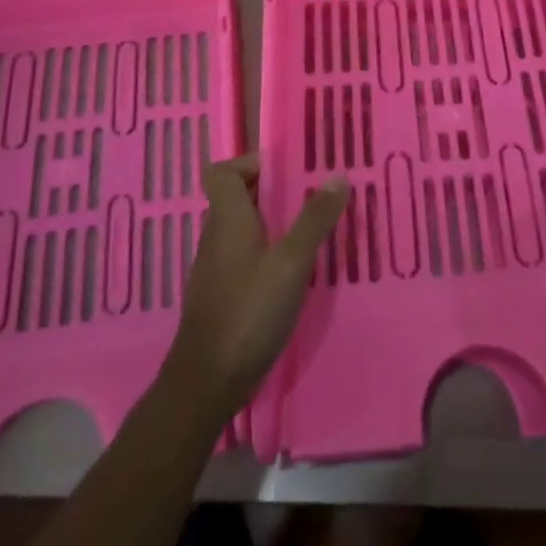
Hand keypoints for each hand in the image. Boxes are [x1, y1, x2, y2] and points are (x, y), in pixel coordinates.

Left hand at [164, 157, 349, 416]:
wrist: (207, 382)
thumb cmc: (249, 312)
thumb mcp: (291, 263)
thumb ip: (314, 219)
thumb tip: (338, 175)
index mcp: (227, 219)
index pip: (221, 172)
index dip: (249, 163)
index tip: (286, 170)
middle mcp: (216, 237)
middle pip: (235, 197)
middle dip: (271, 191)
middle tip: (311, 196)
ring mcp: (214, 268)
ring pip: (241, 228)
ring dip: (271, 222)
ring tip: (309, 229)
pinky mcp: (220, 295)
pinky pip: (242, 256)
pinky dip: (265, 252)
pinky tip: (293, 272)